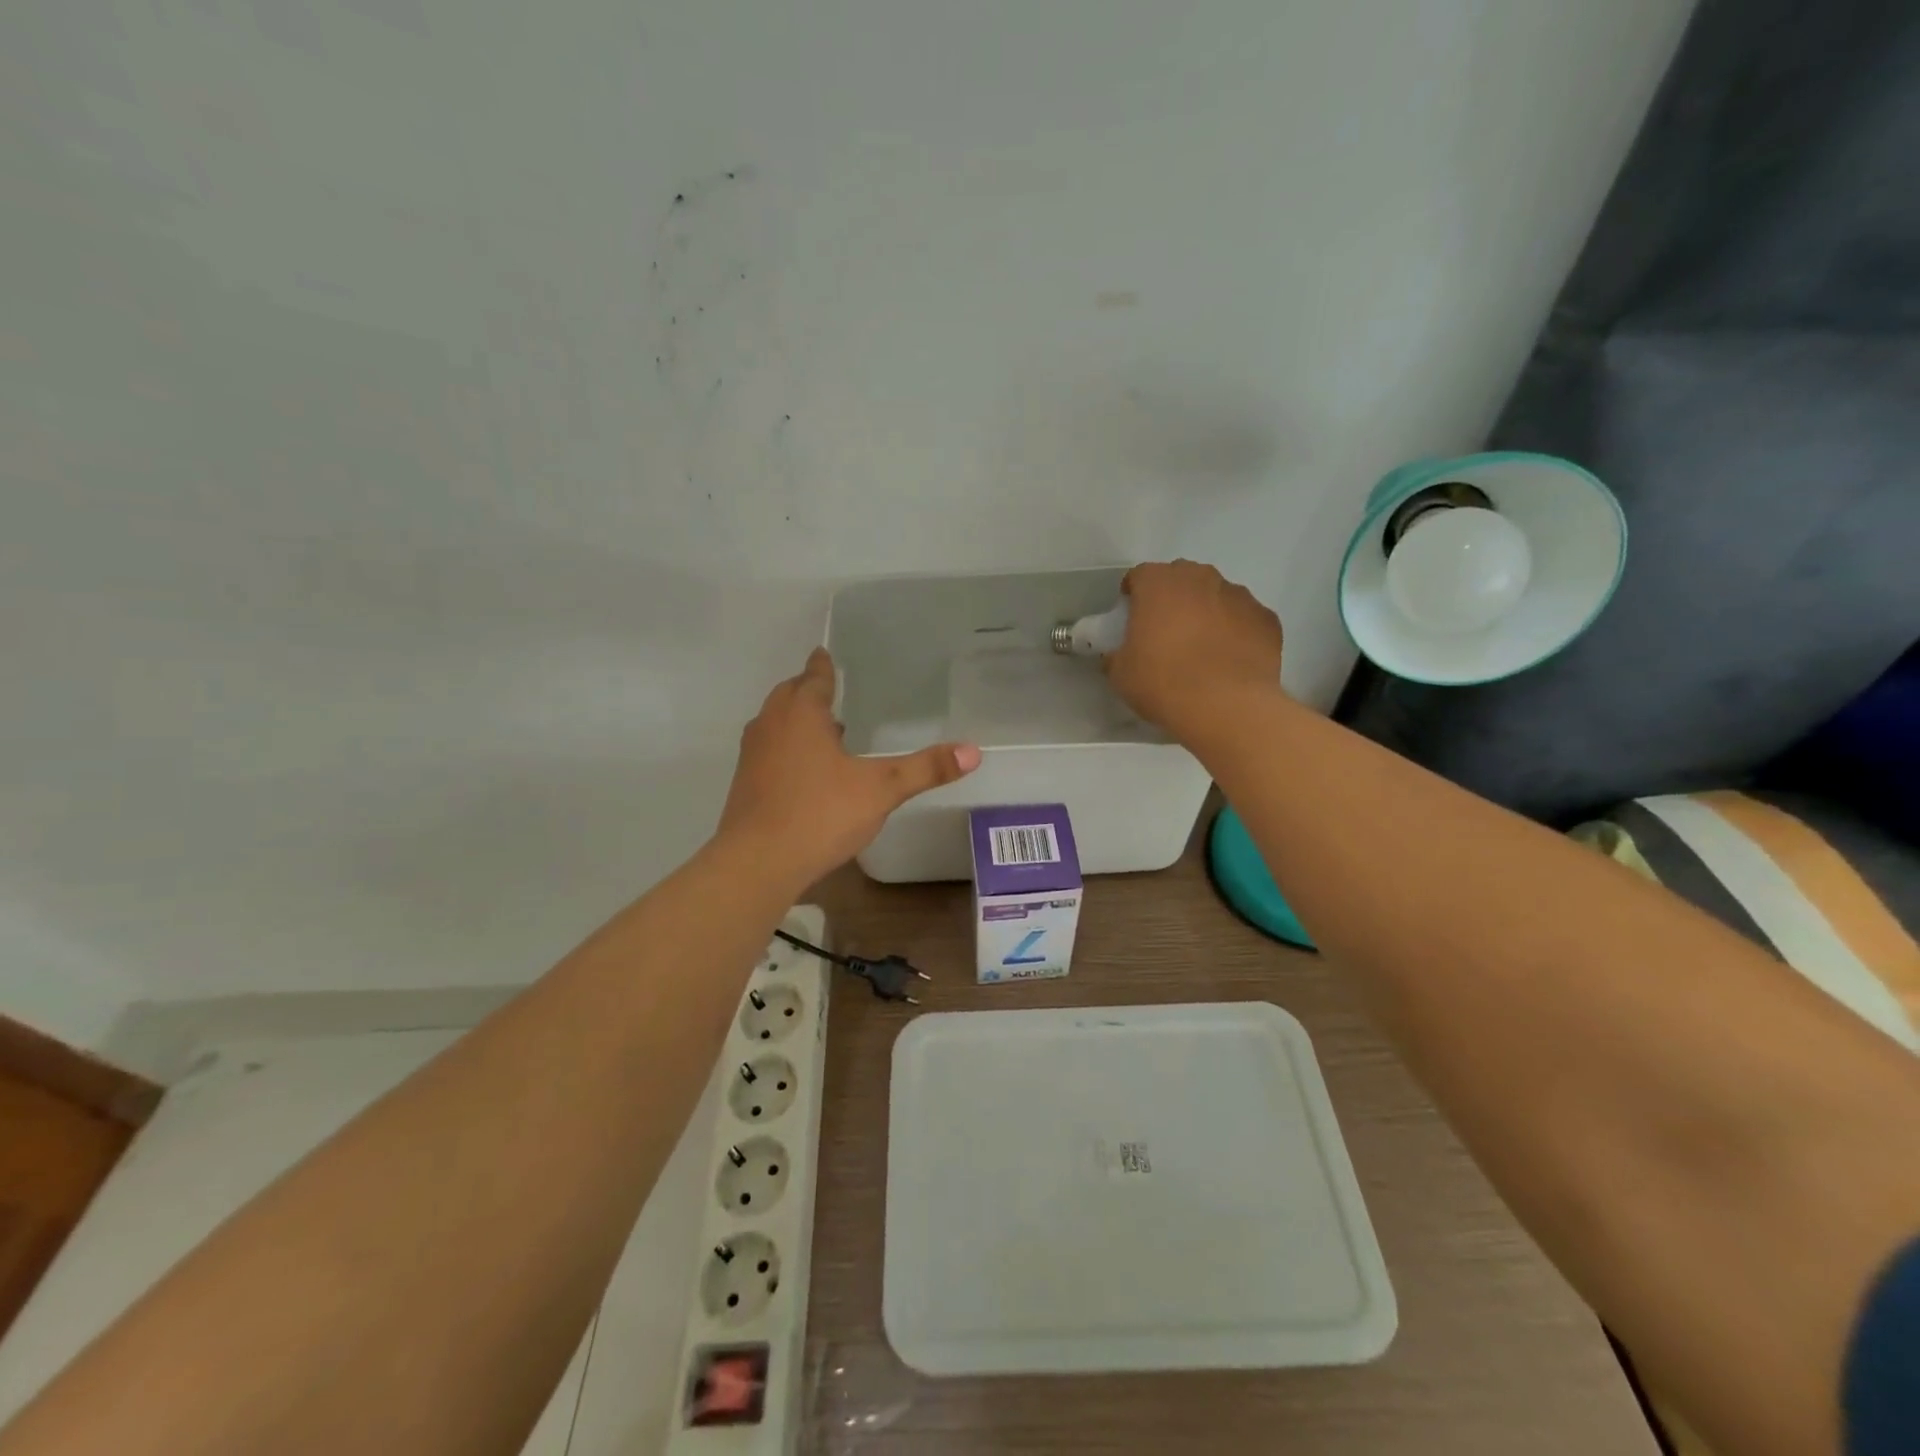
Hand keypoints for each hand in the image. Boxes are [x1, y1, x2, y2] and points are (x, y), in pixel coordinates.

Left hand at [719, 649, 981, 885]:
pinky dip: (786, 747)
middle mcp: (772, 725)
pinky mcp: (745, 783)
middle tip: (828, 690)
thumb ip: (925, 769)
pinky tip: (807, 772)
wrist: (758, 863)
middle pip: (789, 695)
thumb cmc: (821, 813)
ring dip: (796, 720)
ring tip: (826, 730)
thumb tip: (974, 751)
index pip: (814, 677)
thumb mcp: (881, 789)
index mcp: (802, 713)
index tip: (824, 653)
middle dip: (807, 690)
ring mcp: (753, 754)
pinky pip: (769, 750)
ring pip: (775, 723)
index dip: (823, 666)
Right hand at [1106, 560, 1284, 733]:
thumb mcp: (1121, 673)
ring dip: (1207, 612)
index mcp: (1159, 583)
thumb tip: (1117, 654)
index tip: (1131, 618)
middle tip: (1166, 632)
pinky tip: (1230, 659)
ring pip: (1216, 595)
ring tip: (1202, 648)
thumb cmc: (1163, 683)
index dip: (1134, 595)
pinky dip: (1236, 631)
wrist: (1226, 706)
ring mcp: (1239, 595)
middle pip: (1181, 578)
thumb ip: (1116, 654)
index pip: (1140, 575)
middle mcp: (1201, 577)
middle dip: (1173, 598)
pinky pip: (1245, 618)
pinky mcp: (1267, 618)